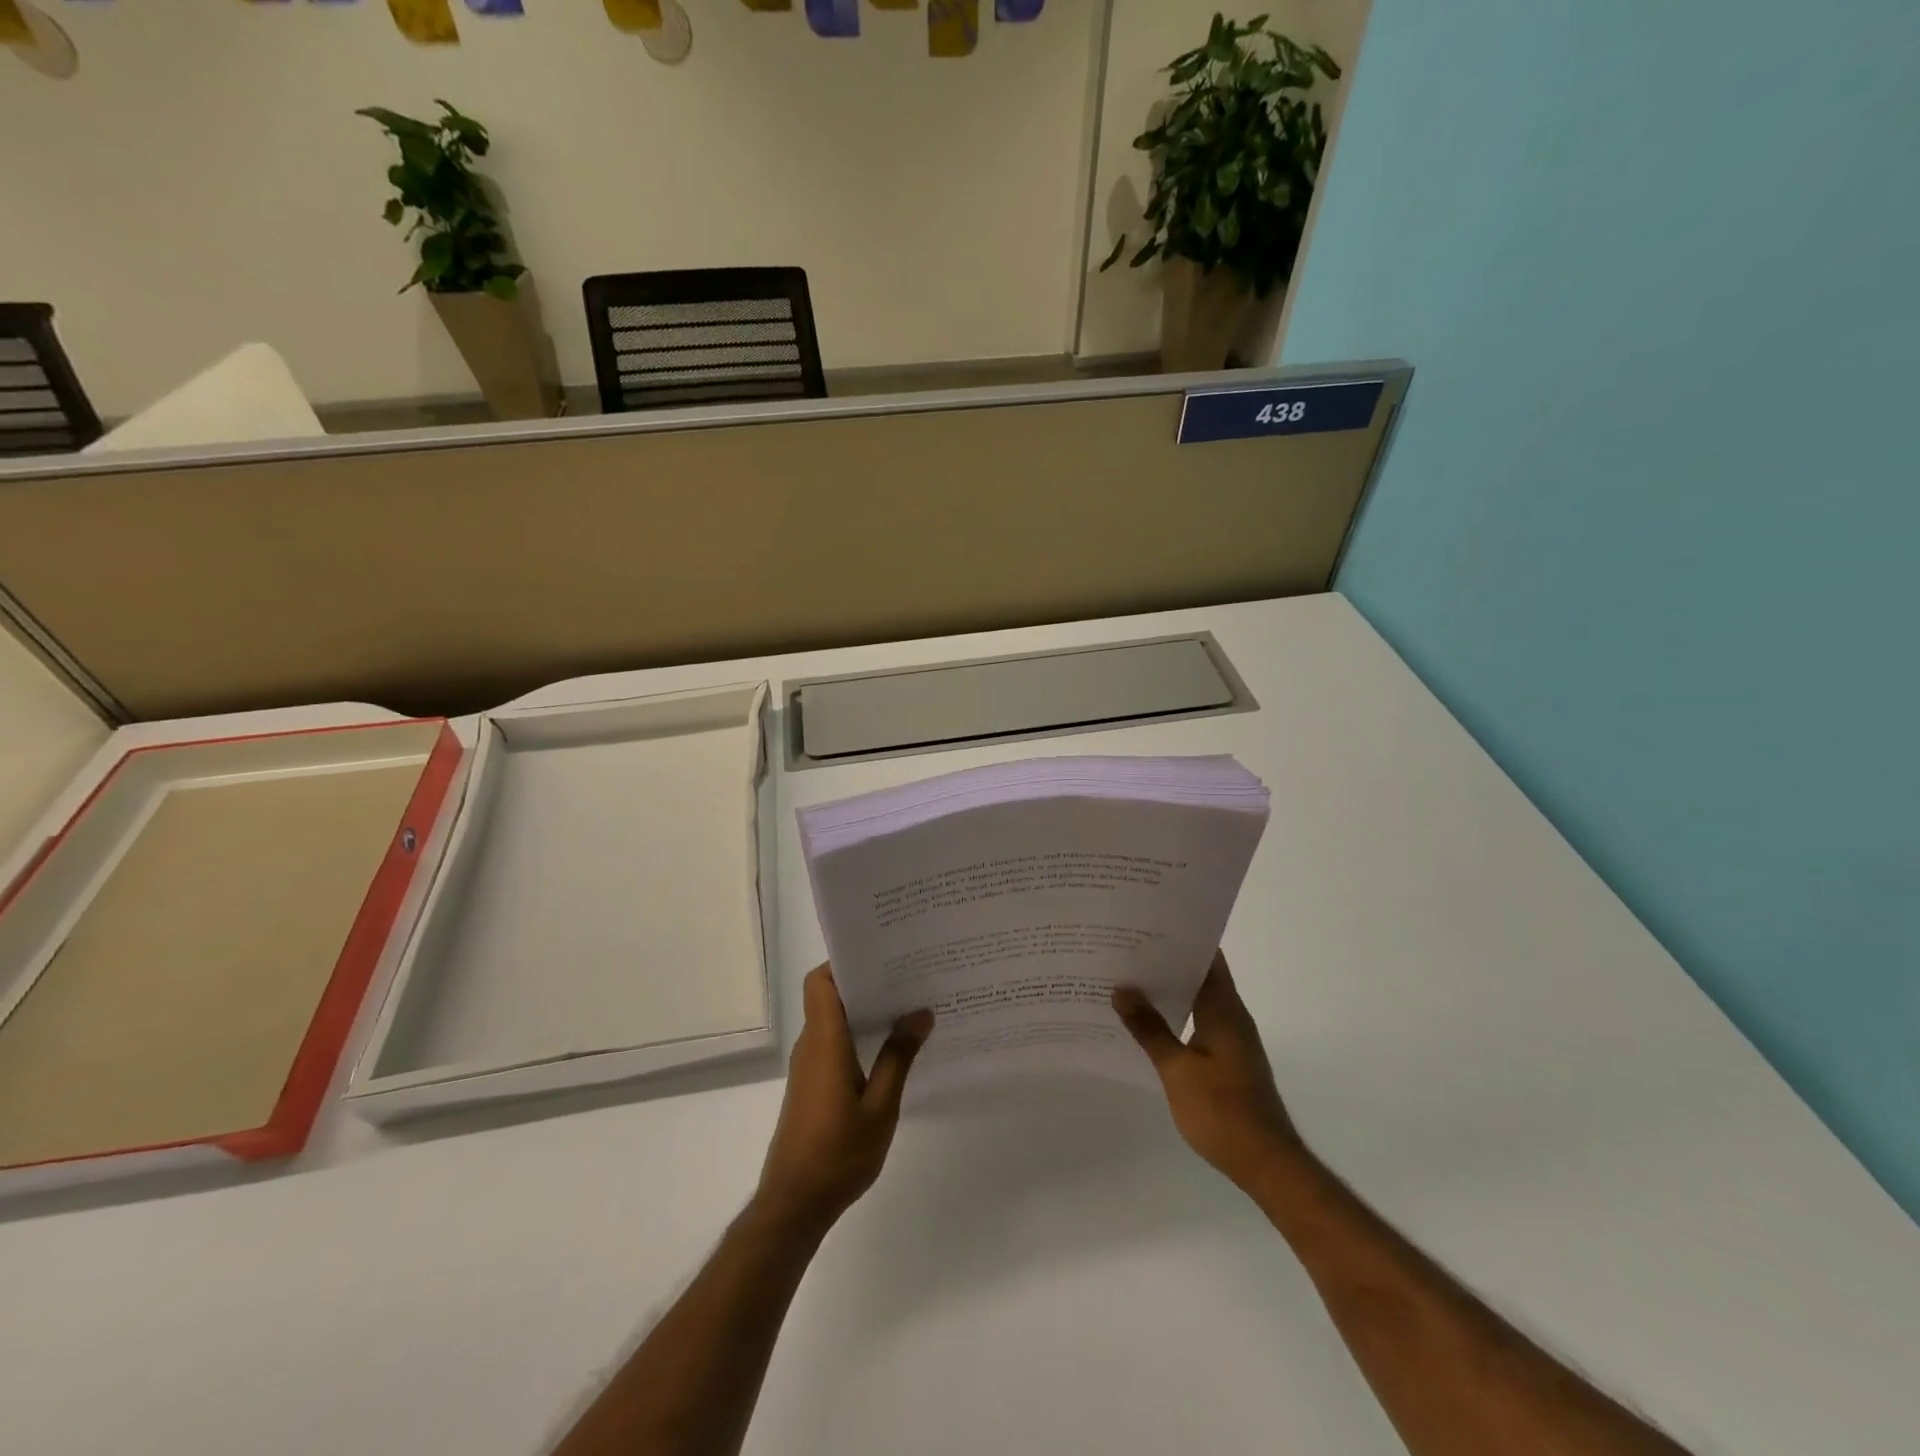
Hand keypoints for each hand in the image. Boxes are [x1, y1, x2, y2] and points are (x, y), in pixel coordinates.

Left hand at [755, 965, 932, 1234]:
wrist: (794, 1204)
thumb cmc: (838, 1153)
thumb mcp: (881, 1107)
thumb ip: (898, 1057)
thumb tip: (920, 1012)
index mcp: (824, 1042)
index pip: (820, 982)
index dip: (843, 961)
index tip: (880, 954)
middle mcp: (811, 1045)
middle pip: (829, 995)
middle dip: (864, 981)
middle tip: (907, 974)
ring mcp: (808, 1066)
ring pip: (833, 1020)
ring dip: (863, 1009)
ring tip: (906, 1005)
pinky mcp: (811, 1085)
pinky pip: (833, 1043)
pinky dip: (857, 1034)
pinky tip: (889, 1047)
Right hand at [1113, 951, 1304, 1192]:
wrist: (1265, 1163)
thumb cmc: (1222, 1110)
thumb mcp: (1177, 1069)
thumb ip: (1149, 1029)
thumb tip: (1122, 989)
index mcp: (1224, 1009)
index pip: (1206, 957)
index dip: (1180, 938)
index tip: (1146, 926)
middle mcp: (1232, 1016)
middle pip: (1200, 975)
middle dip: (1166, 962)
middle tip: (1125, 950)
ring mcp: (1232, 1038)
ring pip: (1198, 999)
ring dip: (1169, 990)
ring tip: (1128, 981)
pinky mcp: (1228, 1059)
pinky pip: (1198, 1021)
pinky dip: (1175, 1014)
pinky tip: (1147, 1022)